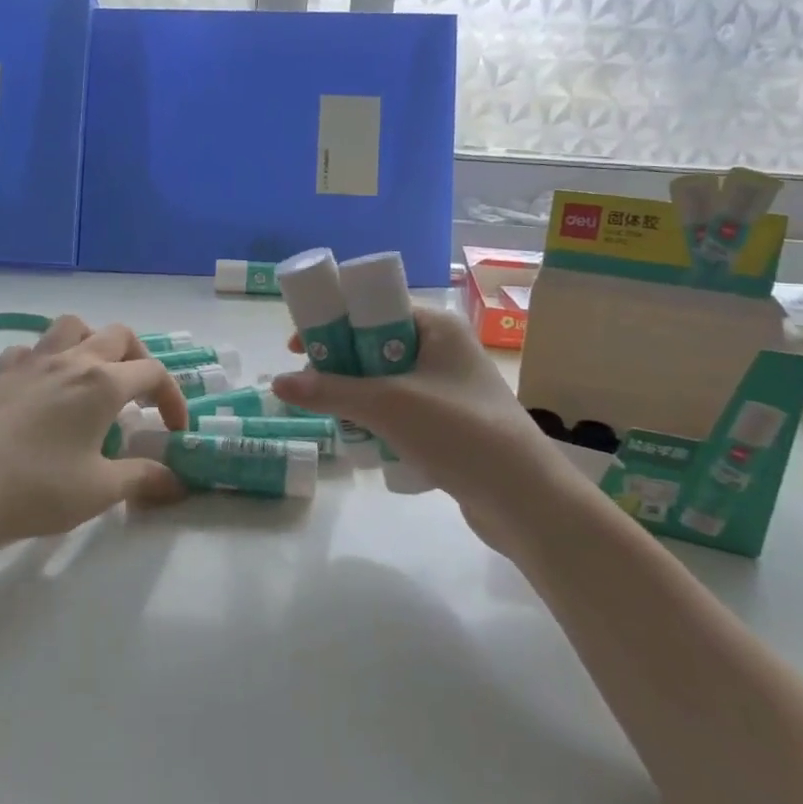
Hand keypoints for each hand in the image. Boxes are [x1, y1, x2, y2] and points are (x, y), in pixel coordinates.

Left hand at [0, 316, 189, 560]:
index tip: (175, 431)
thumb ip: (142, 478)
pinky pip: (32, 349)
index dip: (173, 398)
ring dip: (94, 343)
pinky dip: (48, 359)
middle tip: (140, 396)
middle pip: (119, 336)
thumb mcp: (99, 491)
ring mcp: (30, 362)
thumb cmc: (35, 490)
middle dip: (140, 360)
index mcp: (102, 384)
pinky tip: (44, 389)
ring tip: (95, 377)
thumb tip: (176, 481)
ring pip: (73, 327)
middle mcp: (70, 360)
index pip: (153, 373)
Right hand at [270, 307, 587, 552]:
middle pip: (376, 342)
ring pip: (386, 378)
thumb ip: (329, 392)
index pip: (374, 305)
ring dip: (356, 393)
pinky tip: (361, 437)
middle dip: (339, 361)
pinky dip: (378, 417)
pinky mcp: (450, 421)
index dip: (334, 319)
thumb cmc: (458, 432)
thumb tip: (277, 383)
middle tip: (309, 383)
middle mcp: (444, 348)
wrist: (524, 498)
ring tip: (330, 413)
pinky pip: (401, 407)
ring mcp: (449, 386)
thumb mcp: (387, 405)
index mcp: (437, 326)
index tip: (299, 345)